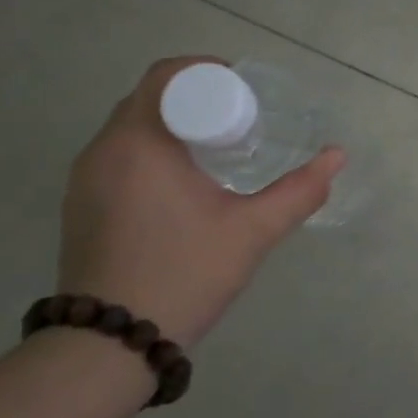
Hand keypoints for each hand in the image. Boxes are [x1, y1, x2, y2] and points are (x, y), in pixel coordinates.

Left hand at [56, 57, 343, 344]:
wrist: (108, 346)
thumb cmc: (184, 274)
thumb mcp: (252, 231)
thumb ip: (299, 190)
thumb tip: (337, 155)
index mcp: (139, 142)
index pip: (165, 75)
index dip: (206, 71)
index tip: (243, 92)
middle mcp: (102, 150)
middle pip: (149, 98)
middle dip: (196, 99)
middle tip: (240, 121)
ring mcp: (84, 180)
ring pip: (132, 128)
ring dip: (173, 126)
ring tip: (216, 151)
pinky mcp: (80, 205)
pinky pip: (118, 156)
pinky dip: (152, 152)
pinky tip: (182, 185)